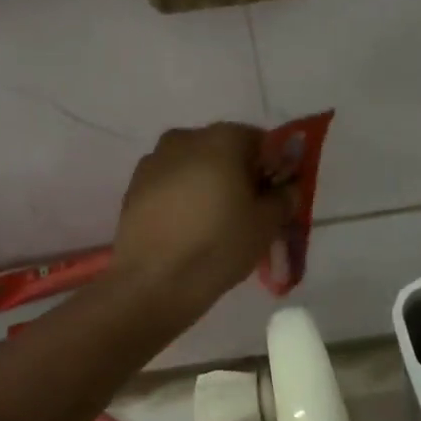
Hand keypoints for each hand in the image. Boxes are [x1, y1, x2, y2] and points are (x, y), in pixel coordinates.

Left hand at [110, 123, 295, 321]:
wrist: (153, 282)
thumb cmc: (219, 244)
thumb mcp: (267, 224)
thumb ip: (284, 198)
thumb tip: (286, 188)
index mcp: (222, 138)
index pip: (261, 141)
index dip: (273, 168)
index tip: (275, 197)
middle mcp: (185, 138)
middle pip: (223, 150)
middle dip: (239, 174)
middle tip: (248, 211)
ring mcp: (153, 161)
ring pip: (193, 167)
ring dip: (208, 185)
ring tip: (215, 223)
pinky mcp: (133, 188)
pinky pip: (170, 185)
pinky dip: (183, 199)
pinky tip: (188, 230)